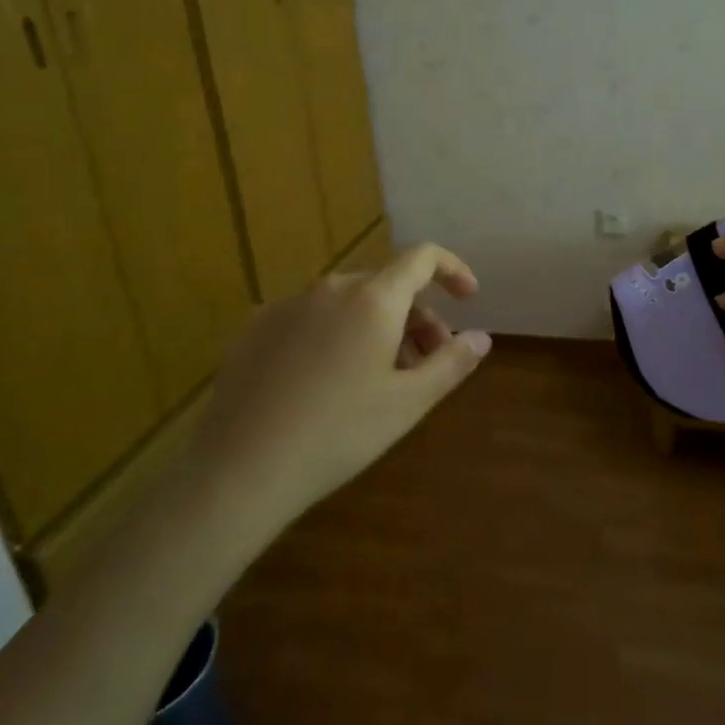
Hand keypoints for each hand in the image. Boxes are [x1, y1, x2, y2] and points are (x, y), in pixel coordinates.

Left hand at [192, 245, 491, 513]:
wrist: (243, 466)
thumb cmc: (340, 433)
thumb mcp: (409, 403)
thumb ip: (452, 363)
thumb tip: (481, 336)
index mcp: (373, 299)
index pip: (422, 258)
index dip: (452, 269)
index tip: (467, 297)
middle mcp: (330, 288)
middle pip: (386, 285)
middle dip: (416, 316)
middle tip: (425, 363)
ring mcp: (288, 304)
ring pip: (348, 302)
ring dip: (377, 326)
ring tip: (380, 377)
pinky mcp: (256, 326)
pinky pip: (311, 317)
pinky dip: (335, 333)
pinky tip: (327, 381)